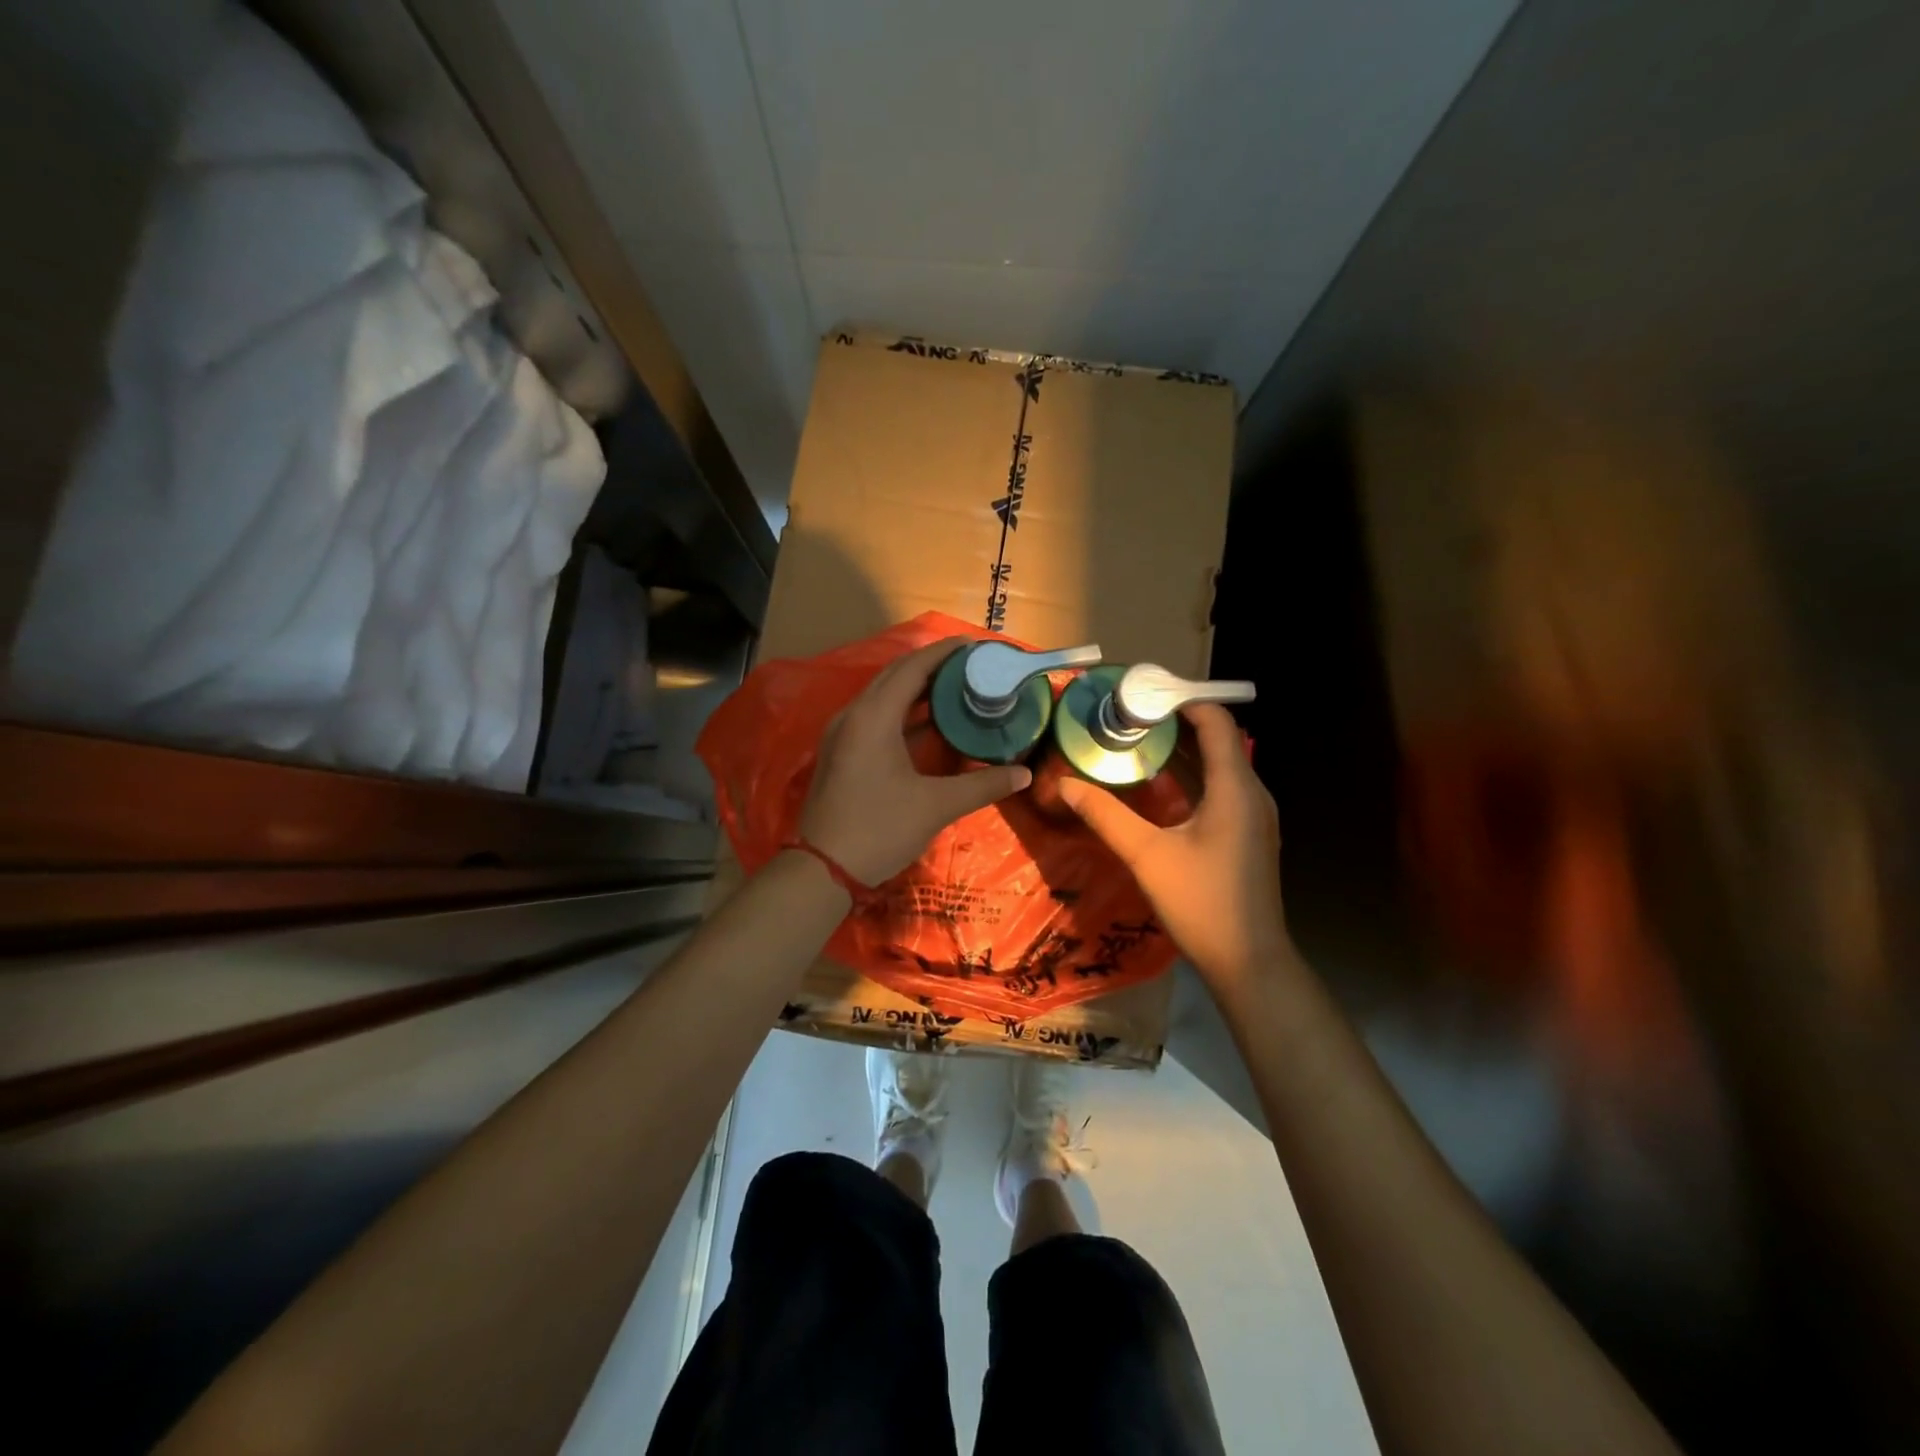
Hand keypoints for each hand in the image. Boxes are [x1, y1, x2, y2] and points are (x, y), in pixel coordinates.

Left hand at [798, 637, 1031, 884]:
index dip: (945, 652)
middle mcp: (854, 715)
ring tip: (957, 687)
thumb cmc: (879, 829)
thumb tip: (1024, 774)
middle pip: (896, 675)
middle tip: (972, 666)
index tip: (976, 646)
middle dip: (933, 665)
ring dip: (918, 688)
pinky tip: (930, 723)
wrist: (822, 869)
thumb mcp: (936, 806)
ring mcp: (843, 733)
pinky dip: (904, 711)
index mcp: (873, 717)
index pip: (913, 668)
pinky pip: (875, 716)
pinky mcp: (842, 752)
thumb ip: (982, 785)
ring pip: (884, 695)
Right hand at [1058, 703, 1294, 993]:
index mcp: (1235, 788)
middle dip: (1174, 725)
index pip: (1216, 722)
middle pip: (1217, 741)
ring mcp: (1254, 816)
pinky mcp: (1248, 835)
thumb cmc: (1202, 903)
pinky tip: (1158, 788)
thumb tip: (1065, 784)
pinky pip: (1220, 790)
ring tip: (1136, 744)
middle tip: (1128, 719)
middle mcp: (1252, 794)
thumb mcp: (1147, 856)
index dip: (1183, 701)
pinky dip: (1191, 778)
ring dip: (1182, 752)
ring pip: (1219, 767)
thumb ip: (1106, 815)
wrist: (1249, 962)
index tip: (1142, 696)